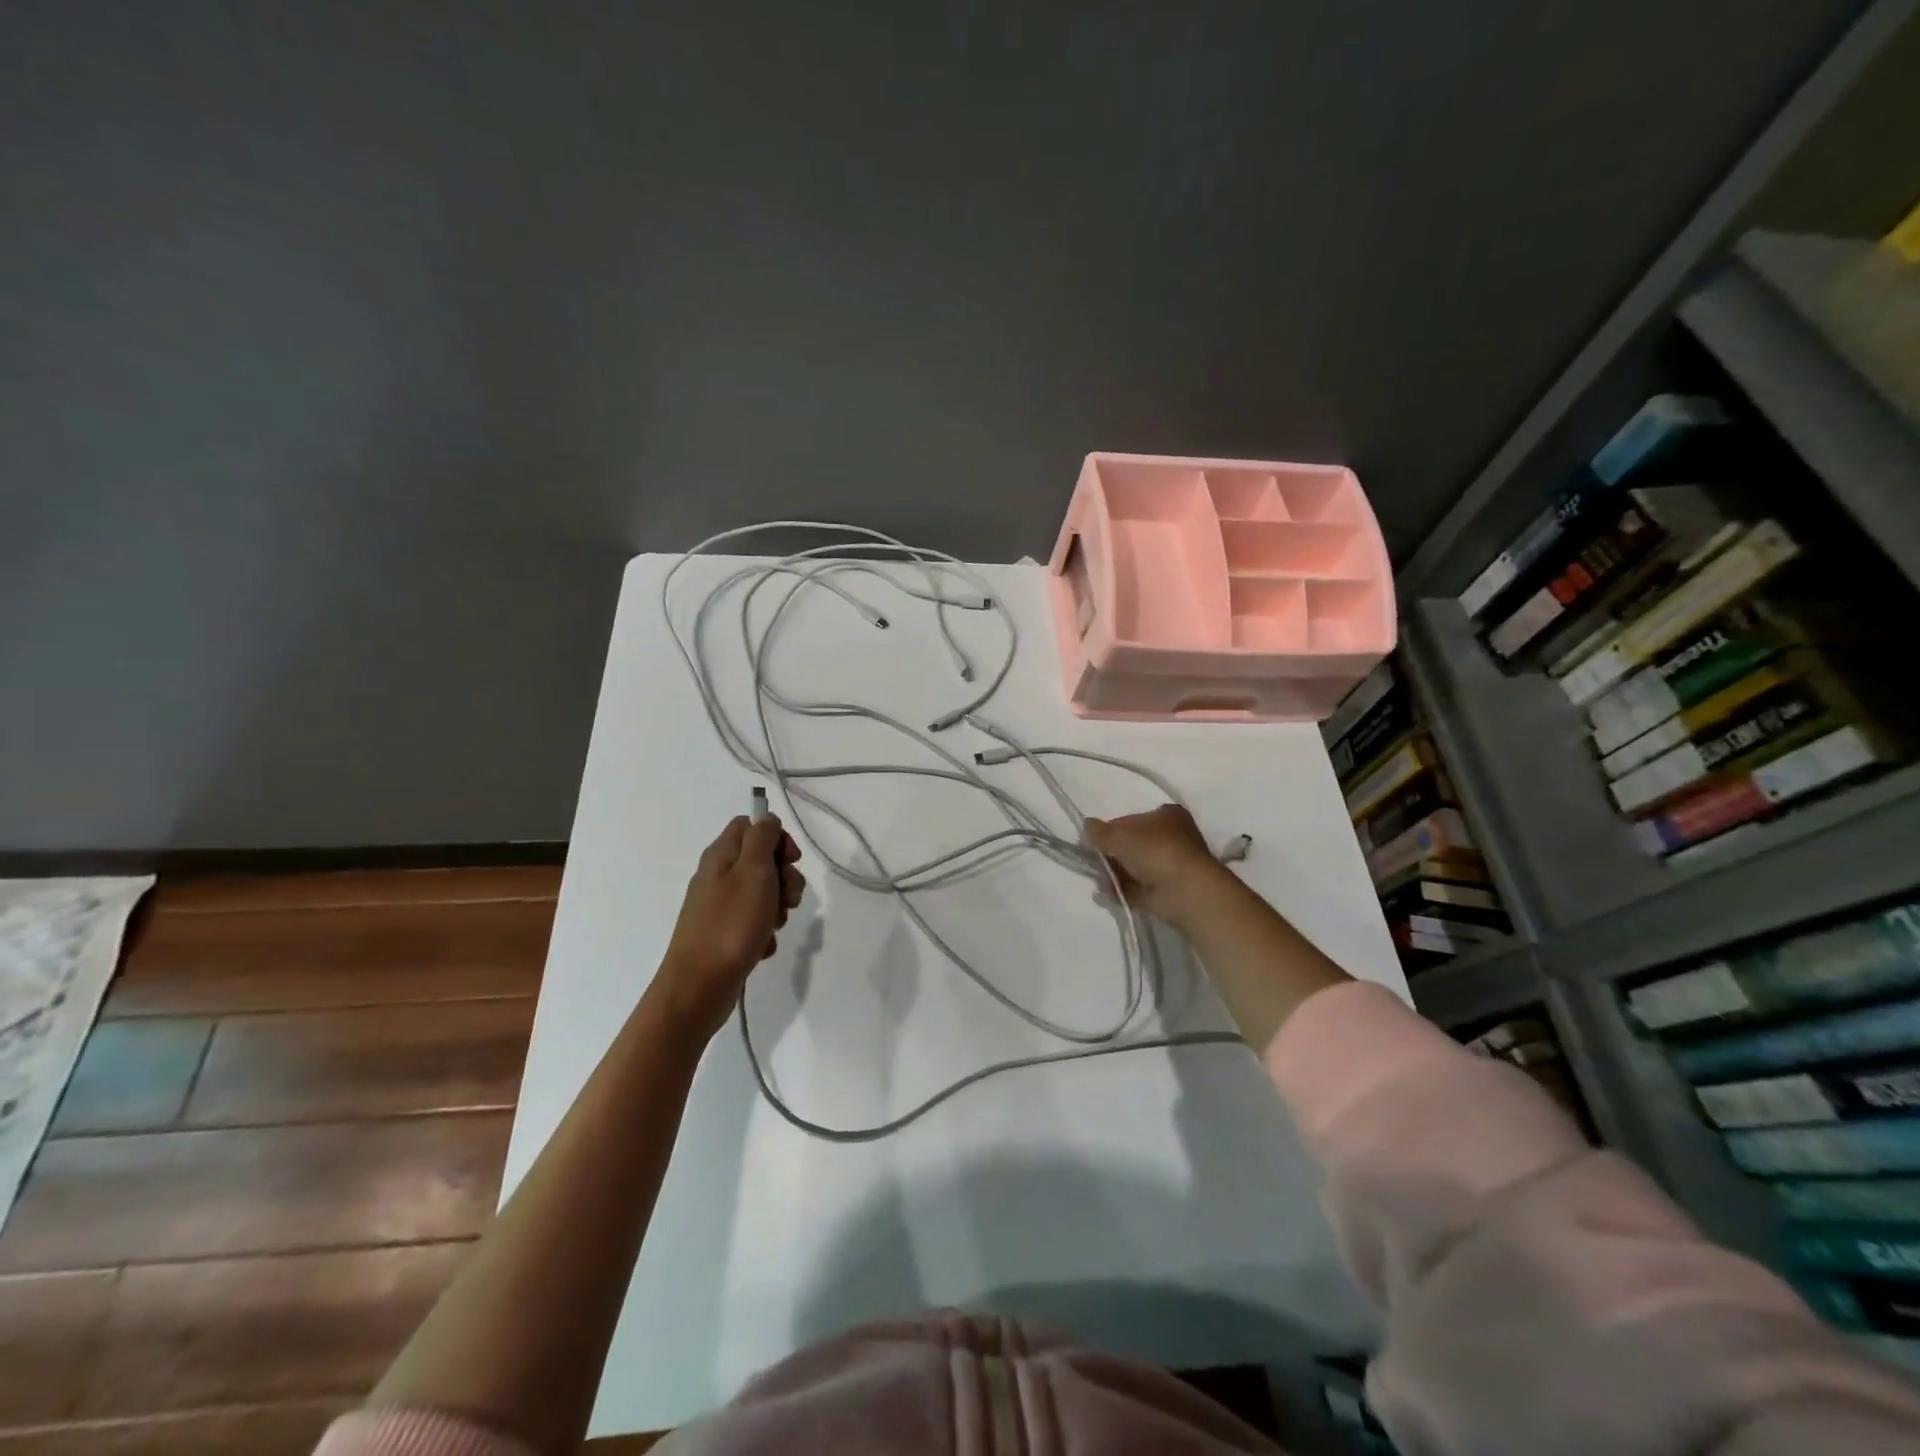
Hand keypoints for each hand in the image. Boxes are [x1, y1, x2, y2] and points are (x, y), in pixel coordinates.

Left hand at [655, 814, 804, 1038]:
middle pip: (762, 860)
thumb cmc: (730, 924)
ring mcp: (719, 906)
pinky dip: (764, 931)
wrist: (699, 987)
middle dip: (784, 877)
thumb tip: (767, 819)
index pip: (752, 825)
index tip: (791, 860)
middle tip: (788, 899)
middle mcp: (717, 875)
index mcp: (721, 855)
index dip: (777, 838)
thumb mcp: (753, 871)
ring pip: (762, 893)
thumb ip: (762, 838)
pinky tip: (762, 945)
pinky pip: (754, 922)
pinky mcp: (724, 933)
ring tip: (774, 926)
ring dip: (778, 907)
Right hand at [1084, 804, 1230, 925]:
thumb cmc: (1157, 852)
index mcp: (1167, 816)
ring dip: (1115, 873)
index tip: (1095, 841)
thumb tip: (1086, 825)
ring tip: (1101, 880)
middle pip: (1133, 845)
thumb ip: (1101, 832)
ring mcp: (1170, 866)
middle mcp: (1172, 838)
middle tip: (1095, 861)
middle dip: (1112, 854)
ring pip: (1135, 867)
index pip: (1131, 820)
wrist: (1186, 892)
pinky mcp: (1167, 891)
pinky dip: (1123, 890)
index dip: (1111, 830)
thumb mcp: (1122, 837)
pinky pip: (1138, 888)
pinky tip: (1108, 892)